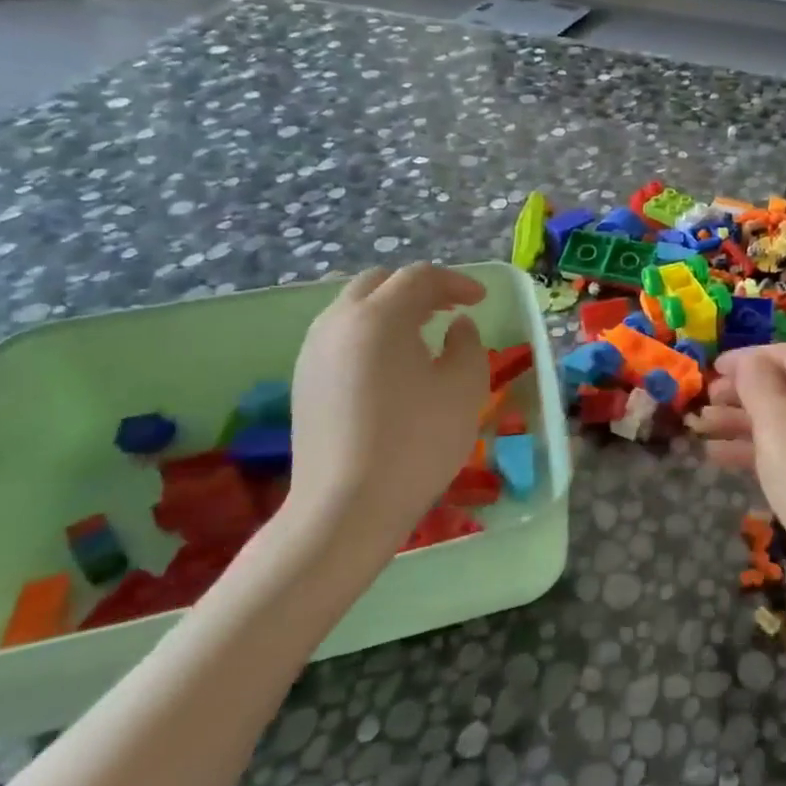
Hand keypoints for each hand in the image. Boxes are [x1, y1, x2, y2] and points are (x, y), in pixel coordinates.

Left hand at [285, 264, 488, 571]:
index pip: (419, 277)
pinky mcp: (303, 381)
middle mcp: (338, 323)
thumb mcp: (464, 387)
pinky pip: (340, 336)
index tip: (481, 300)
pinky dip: (371, 333)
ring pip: (354, 308)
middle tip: (450, 309)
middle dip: (418, 289)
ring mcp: (313, 352)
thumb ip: (467, 344)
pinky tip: (393, 365)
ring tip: (424, 335)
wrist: (347, 507)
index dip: (456, 282)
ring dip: (391, 309)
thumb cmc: (417, 442)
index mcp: (379, 317)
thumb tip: (457, 327)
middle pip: (379, 283)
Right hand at [691, 343, 785, 616]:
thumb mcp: (778, 428)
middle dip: (744, 395)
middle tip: (704, 402)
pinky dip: (768, 449)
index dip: (748, 359)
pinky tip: (722, 458)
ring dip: (748, 423)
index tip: (711, 368)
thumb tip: (750, 361)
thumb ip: (758, 385)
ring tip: (702, 428)